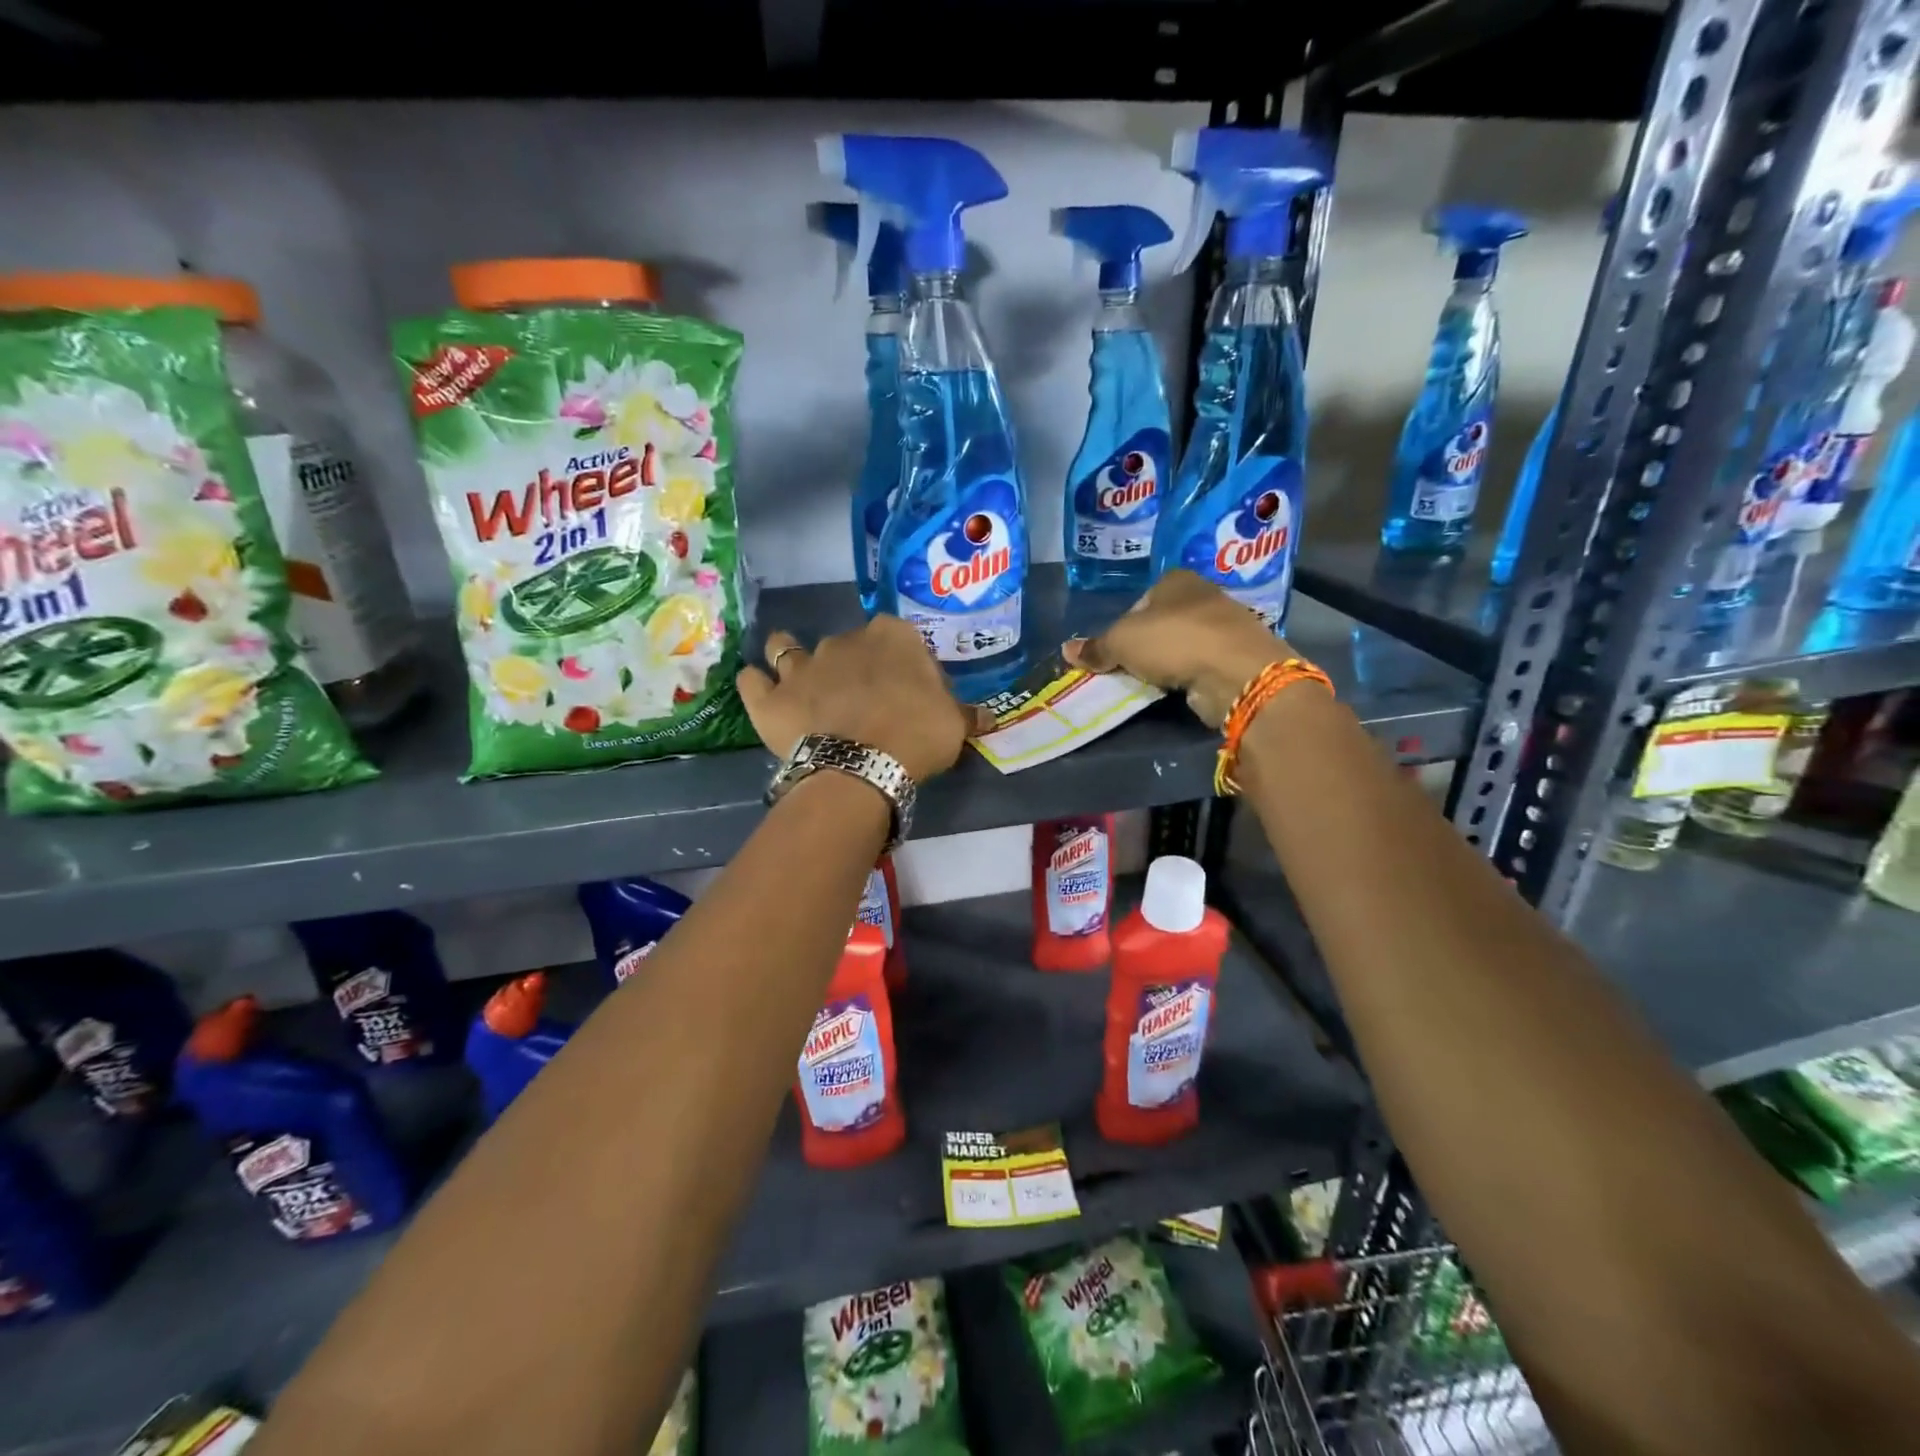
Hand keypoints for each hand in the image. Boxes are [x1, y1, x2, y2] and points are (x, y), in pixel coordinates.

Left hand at [737, 616, 991, 782]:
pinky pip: (752, 681)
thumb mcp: (954, 724)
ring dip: (787, 653)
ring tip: (794, 673)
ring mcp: (800, 666)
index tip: (909, 690)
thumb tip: (989, 716)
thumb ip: (966, 714)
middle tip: (860, 697)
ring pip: (785, 647)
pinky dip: (754, 684)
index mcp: (891, 636)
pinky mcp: (771, 698)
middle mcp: (842, 640)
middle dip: (850, 663)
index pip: (899, 639)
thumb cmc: (916, 735)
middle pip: (846, 645)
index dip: (903, 663)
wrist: (863, 765)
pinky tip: (759, 690)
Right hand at [1063, 570, 1291, 728]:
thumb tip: (1066, 650)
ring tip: (1155, 682)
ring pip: (1185, 643)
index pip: (1141, 600)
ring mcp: (1226, 625)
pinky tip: (1182, 688)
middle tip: (1132, 668)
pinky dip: (1191, 675)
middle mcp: (1204, 595)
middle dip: (1148, 644)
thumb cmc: (1173, 642)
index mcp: (1176, 580)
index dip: (1125, 624)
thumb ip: (1096, 647)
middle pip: (1164, 621)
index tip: (1118, 650)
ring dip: (1171, 661)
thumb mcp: (1121, 643)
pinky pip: (1203, 664)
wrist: (1236, 671)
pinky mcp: (1239, 654)